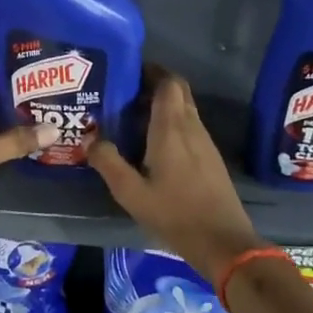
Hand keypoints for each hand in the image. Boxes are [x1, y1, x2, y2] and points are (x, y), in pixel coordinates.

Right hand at [88, 73, 267, 285]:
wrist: (223, 241)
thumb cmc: (175, 214)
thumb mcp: (131, 192)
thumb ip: (108, 162)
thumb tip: (89, 138)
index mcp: (171, 127)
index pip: (168, 82)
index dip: (150, 70)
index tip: (127, 71)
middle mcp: (191, 126)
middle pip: (177, 91)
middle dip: (154, 85)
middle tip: (124, 93)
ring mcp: (205, 141)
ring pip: (184, 109)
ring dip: (161, 106)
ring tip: (131, 118)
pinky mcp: (210, 157)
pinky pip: (189, 127)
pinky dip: (170, 124)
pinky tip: (151, 144)